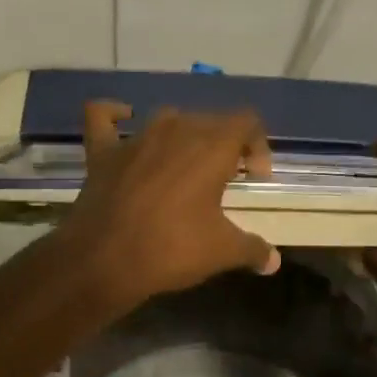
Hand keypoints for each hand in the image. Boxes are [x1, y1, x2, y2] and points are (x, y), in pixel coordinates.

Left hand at [59, 101, 281, 311]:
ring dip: (183, 135)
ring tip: (187, 166)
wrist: (104, 260)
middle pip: (210, 120)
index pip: (246, 121)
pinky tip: (123, 121)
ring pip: (168, 118)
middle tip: (227, 180)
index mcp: (211, 146)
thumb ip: (253, 250)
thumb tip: (273, 261)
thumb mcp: (223, 252)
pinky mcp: (102, 152)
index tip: (255, 177)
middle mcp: (175, 130)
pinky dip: (114, 115)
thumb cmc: (172, 249)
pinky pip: (104, 117)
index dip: (258, 145)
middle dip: (225, 144)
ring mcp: (135, 138)